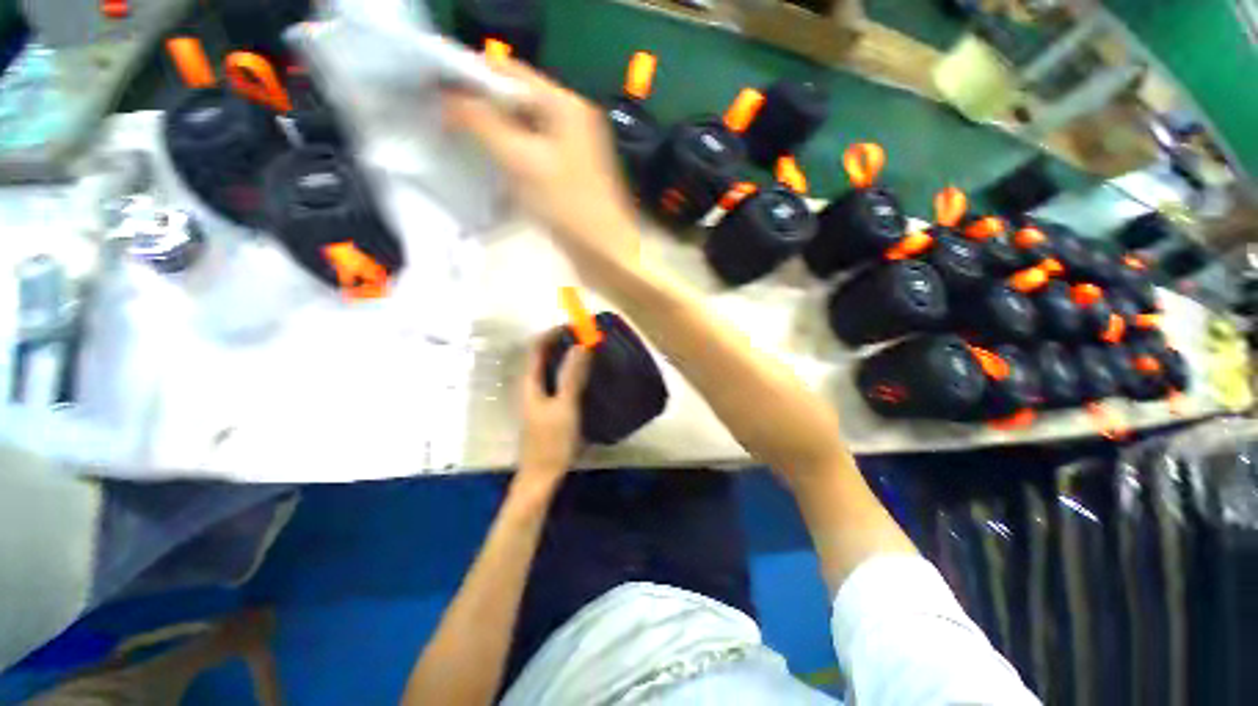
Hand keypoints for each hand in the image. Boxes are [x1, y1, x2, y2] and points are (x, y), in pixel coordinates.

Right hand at [445, 59, 639, 286]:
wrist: (604, 252)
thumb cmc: (568, 207)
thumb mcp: (522, 161)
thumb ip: (483, 123)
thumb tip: (447, 97)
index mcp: (566, 105)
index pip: (511, 72)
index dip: (472, 74)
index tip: (435, 86)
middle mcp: (570, 119)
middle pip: (516, 99)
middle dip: (479, 105)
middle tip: (441, 115)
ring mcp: (569, 148)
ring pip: (521, 128)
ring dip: (491, 131)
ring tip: (455, 136)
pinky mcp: (565, 173)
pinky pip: (530, 152)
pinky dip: (508, 153)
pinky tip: (485, 161)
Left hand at [516, 330, 592, 488]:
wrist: (542, 477)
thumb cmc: (551, 442)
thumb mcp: (565, 406)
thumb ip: (572, 376)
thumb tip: (582, 345)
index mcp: (530, 383)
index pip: (536, 347)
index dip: (553, 333)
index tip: (575, 326)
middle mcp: (531, 387)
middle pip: (542, 356)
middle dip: (561, 343)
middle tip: (585, 337)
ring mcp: (538, 399)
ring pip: (550, 370)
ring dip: (566, 357)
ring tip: (588, 353)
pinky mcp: (548, 410)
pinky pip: (557, 382)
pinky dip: (570, 373)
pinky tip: (586, 379)